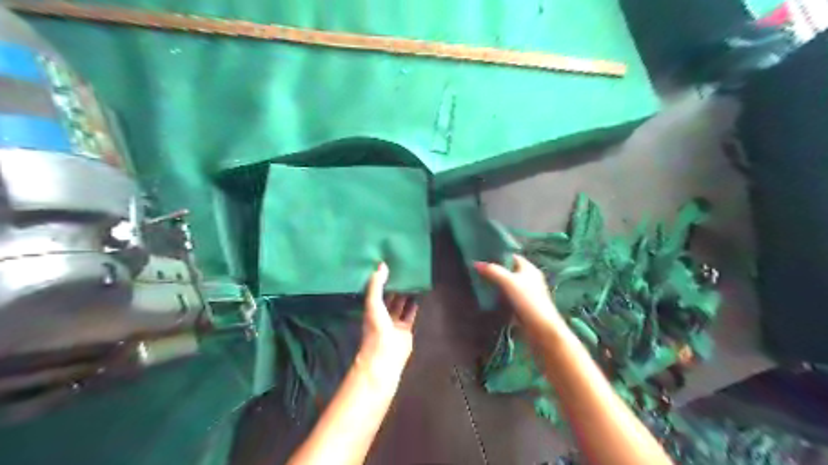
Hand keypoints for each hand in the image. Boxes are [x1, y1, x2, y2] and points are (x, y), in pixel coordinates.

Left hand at [358, 264, 416, 386]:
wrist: (385, 355)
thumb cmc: (376, 328)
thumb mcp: (373, 303)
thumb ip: (376, 285)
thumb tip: (382, 265)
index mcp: (371, 308)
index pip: (376, 290)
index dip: (381, 280)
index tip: (387, 266)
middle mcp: (382, 314)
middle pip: (389, 297)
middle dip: (395, 286)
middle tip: (403, 270)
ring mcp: (394, 322)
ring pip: (401, 304)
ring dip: (406, 294)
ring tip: (413, 279)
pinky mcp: (406, 329)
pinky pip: (411, 313)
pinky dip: (415, 305)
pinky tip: (420, 294)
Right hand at [476, 256, 565, 339]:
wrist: (541, 328)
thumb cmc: (527, 300)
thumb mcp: (508, 282)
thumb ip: (493, 271)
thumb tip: (476, 263)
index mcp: (529, 268)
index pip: (512, 256)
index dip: (498, 255)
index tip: (483, 256)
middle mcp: (529, 278)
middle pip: (509, 270)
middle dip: (495, 270)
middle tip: (478, 270)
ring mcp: (526, 292)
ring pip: (508, 284)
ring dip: (496, 283)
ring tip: (479, 281)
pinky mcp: (523, 305)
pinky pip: (508, 296)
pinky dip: (499, 295)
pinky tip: (488, 297)